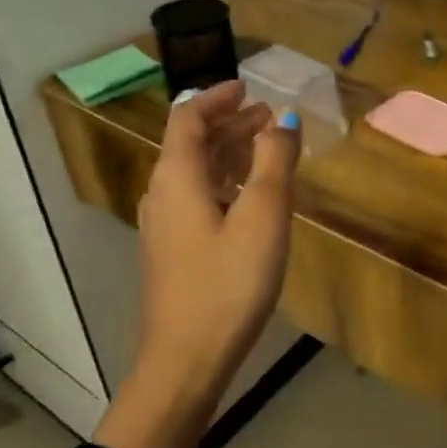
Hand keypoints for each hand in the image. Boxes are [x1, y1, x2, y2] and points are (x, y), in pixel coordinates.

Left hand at [136, 80, 301, 387]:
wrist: (186, 360)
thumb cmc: (228, 282)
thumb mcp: (263, 215)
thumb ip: (274, 161)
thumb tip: (283, 118)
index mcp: (177, 177)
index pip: (188, 117)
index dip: (217, 97)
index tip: (248, 86)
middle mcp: (162, 193)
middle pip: (190, 143)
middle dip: (229, 124)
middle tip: (268, 117)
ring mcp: (164, 226)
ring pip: (195, 172)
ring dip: (228, 153)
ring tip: (266, 150)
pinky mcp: (173, 251)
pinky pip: (197, 197)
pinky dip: (224, 181)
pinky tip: (250, 197)